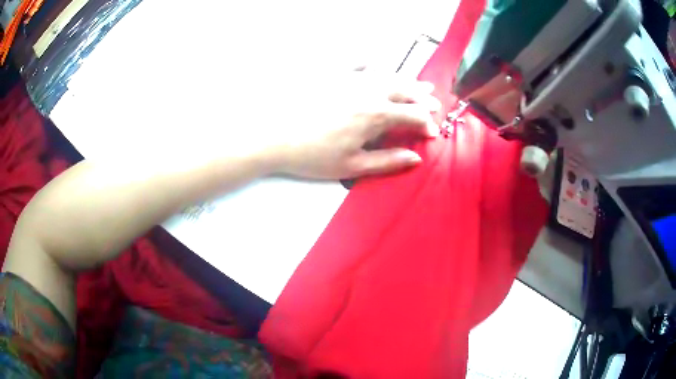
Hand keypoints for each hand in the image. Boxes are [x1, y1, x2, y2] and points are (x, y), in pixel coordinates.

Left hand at [272, 72, 440, 179]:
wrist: (273, 135)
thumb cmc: (312, 155)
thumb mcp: (352, 167)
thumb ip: (388, 161)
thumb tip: (415, 158)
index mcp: (376, 114)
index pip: (414, 115)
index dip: (427, 124)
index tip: (431, 133)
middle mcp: (369, 90)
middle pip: (405, 90)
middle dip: (424, 98)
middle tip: (435, 104)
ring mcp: (350, 78)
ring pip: (388, 75)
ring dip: (407, 80)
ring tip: (420, 84)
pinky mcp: (333, 72)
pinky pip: (359, 62)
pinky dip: (374, 64)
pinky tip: (379, 65)